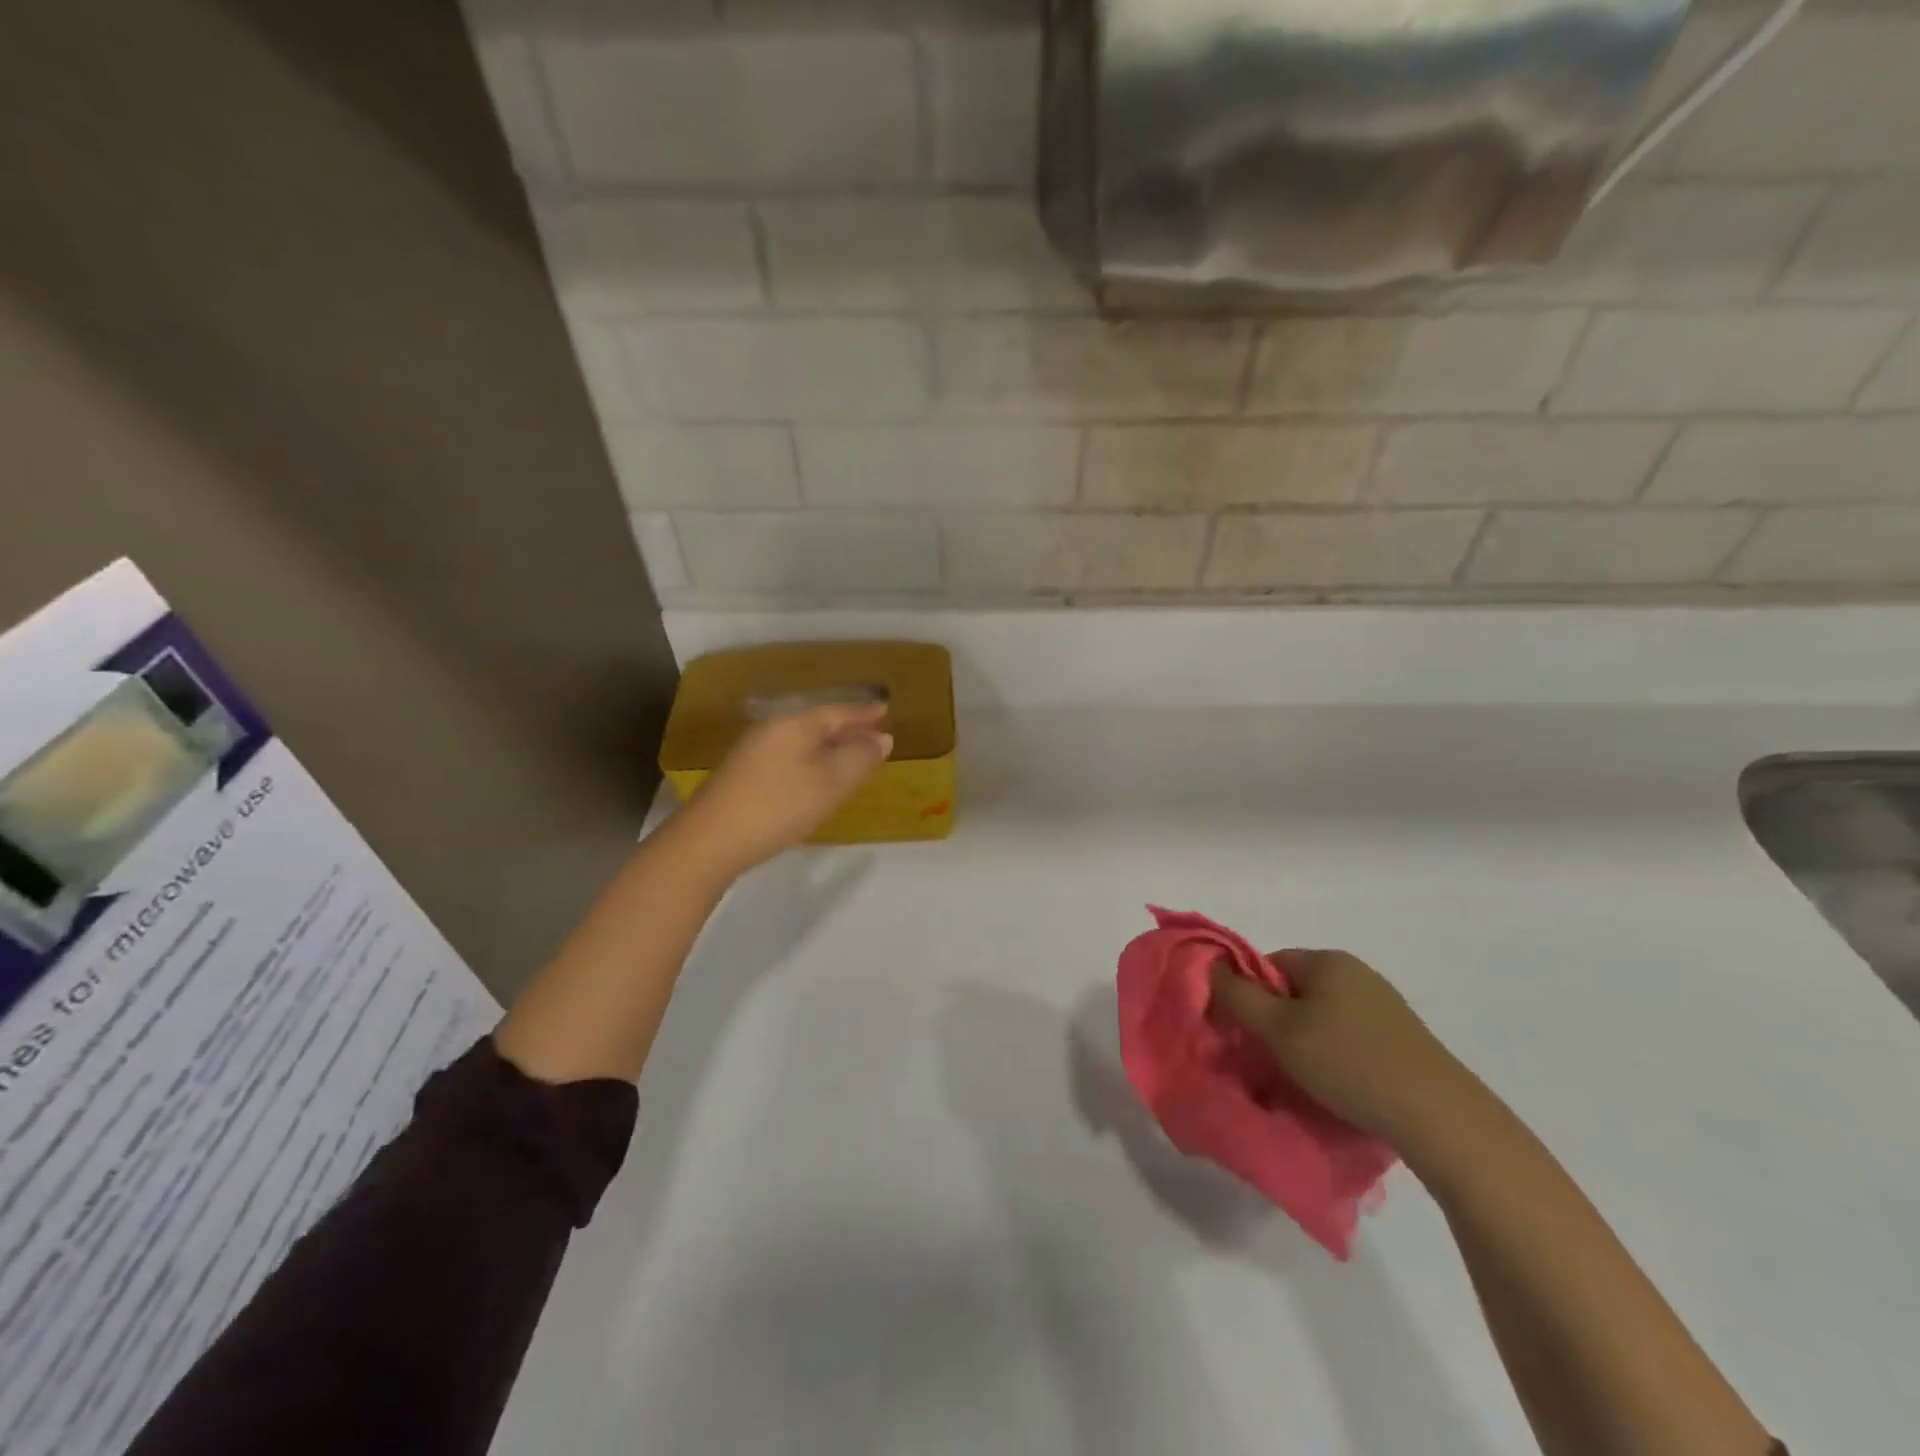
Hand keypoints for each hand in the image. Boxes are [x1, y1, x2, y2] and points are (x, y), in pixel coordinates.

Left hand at [678, 702, 891, 873]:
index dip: (864, 713)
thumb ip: (859, 758)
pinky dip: (811, 760)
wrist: (711, 839)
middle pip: (818, 723)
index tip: (886, 710)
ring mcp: (754, 751)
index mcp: (795, 724)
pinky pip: (789, 756)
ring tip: (851, 755)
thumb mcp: (830, 782)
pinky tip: (817, 776)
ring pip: (802, 741)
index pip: (838, 711)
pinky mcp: (744, 774)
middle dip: (847, 728)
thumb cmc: (779, 805)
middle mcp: (773, 729)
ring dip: (829, 746)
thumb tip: (883, 737)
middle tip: (874, 732)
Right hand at [1210, 950, 1478, 1150]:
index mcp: (1327, 960)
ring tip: (1304, 1078)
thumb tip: (1212, 966)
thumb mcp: (1279, 1030)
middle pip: (1295, 989)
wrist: (1439, 1116)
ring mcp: (1384, 1004)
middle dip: (1277, 1021)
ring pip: (1322, 1015)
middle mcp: (1357, 972)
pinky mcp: (1402, 1037)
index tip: (1247, 1034)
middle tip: (1270, 1059)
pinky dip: (1335, 1055)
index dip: (1249, 996)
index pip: (1267, 965)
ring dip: (1305, 1041)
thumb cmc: (1348, 1063)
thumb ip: (1239, 996)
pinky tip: (1339, 1085)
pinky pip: (1350, 1035)